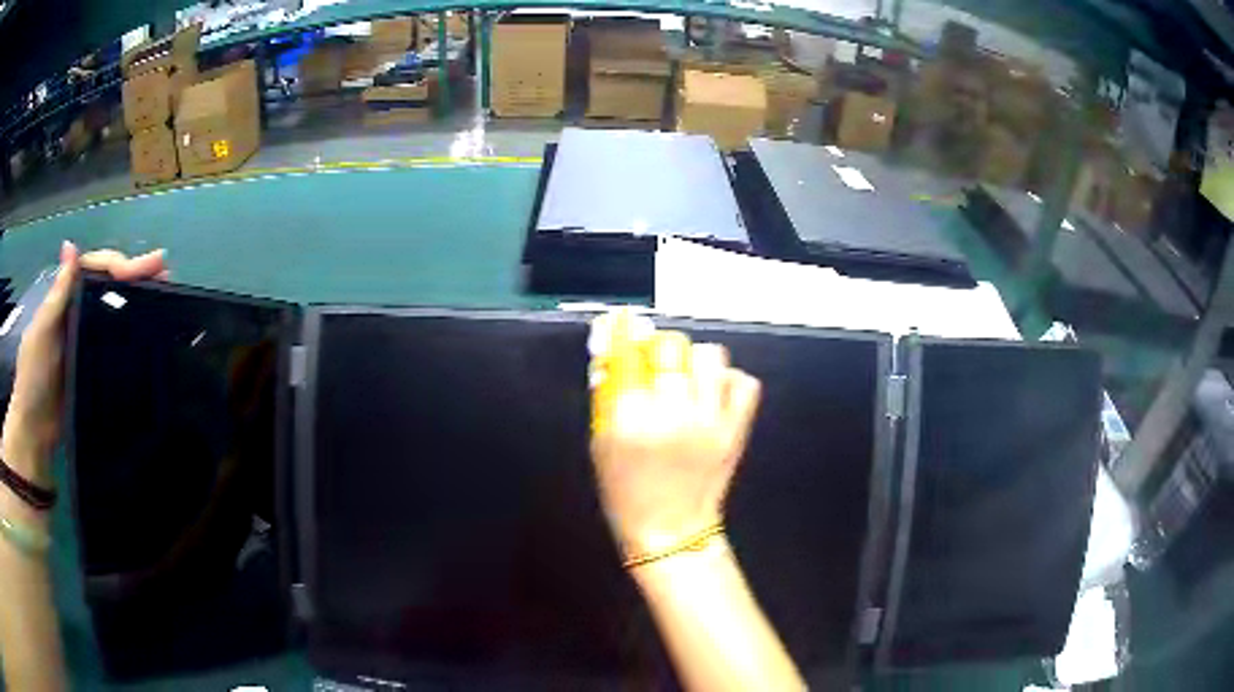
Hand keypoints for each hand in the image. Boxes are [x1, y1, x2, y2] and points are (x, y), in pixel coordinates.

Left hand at [1, 243, 167, 485]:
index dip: (121, 264)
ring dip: (138, 303)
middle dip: (136, 277)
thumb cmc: (34, 378)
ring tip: (166, 298)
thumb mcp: (42, 332)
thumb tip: (70, 245)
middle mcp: (78, 314)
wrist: (36, 434)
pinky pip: (114, 348)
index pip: (96, 269)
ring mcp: (86, 343)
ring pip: (114, 314)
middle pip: (109, 287)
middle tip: (165, 274)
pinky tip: (148, 335)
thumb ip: (57, 294)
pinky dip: (131, 337)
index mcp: (66, 299)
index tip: (150, 266)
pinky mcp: (94, 370)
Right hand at [589, 313, 760, 558]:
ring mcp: (710, 421)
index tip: (627, 323)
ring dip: (695, 362)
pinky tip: (714, 397)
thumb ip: (606, 397)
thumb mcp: (600, 446)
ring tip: (688, 381)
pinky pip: (743, 383)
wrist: (670, 531)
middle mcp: (672, 413)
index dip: (627, 333)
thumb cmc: (626, 492)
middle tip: (659, 366)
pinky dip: (729, 383)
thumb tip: (612, 354)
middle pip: (672, 347)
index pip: (629, 354)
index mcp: (631, 419)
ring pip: (710, 356)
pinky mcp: (736, 430)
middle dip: (661, 351)